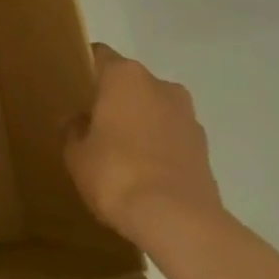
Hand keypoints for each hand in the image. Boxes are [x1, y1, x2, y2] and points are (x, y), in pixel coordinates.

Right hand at [64, 43, 225, 243]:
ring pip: (155, 110)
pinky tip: (144, 173)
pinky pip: (172, 138)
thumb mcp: (76, 152)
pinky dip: (159, 147)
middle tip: (93, 123)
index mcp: (125, 76)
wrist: (179, 222)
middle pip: (130, 82)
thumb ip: (74, 129)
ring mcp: (188, 118)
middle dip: (114, 98)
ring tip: (120, 152)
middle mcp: (160, 86)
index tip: (73, 86)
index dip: (85, 68)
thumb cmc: (116, 173)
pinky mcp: (205, 150)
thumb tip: (82, 123)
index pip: (99, 55)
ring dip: (140, 123)